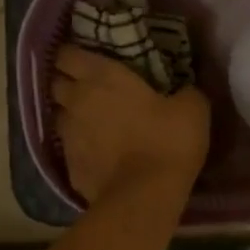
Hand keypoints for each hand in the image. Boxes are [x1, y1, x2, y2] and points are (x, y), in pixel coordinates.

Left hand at [54, 47, 209, 205]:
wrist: (144, 196)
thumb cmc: (167, 142)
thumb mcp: (192, 109)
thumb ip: (184, 92)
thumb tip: (183, 91)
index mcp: (102, 77)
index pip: (68, 53)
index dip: (74, 53)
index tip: (88, 57)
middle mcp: (77, 101)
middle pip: (57, 83)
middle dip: (69, 83)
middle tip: (91, 89)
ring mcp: (68, 135)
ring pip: (60, 117)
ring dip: (73, 116)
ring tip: (94, 123)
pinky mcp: (68, 166)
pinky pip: (69, 149)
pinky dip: (80, 147)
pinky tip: (98, 154)